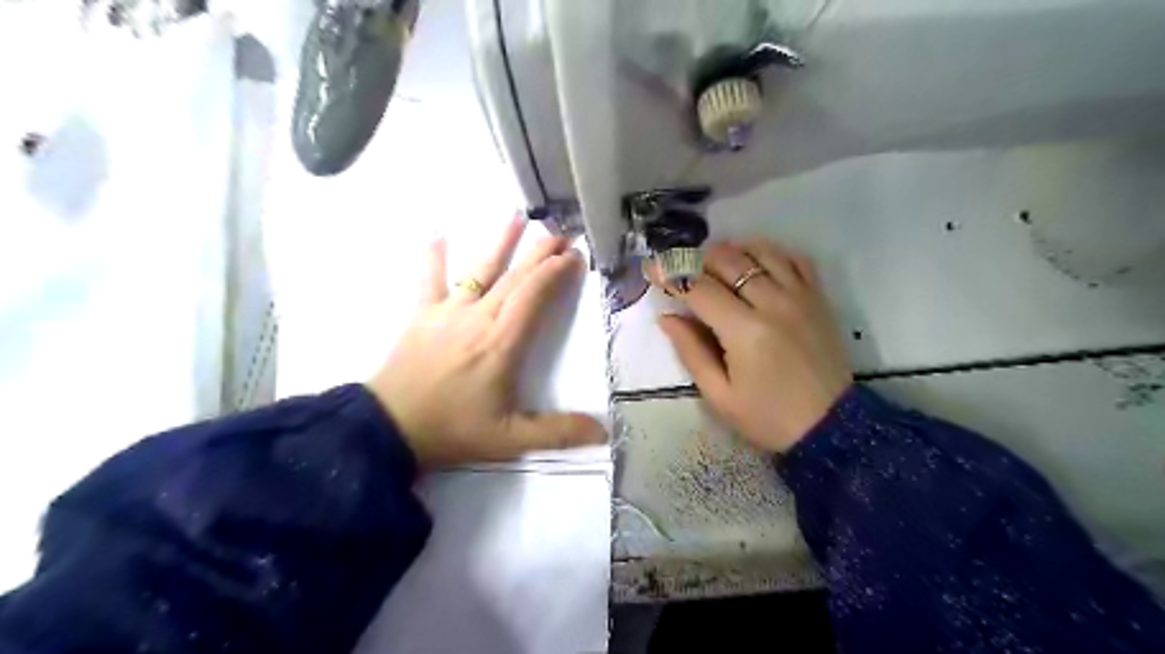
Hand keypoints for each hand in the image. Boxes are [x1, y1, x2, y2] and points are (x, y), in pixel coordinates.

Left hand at [367, 217, 604, 466]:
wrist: (388, 429)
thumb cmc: (453, 431)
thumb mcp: (509, 439)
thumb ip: (557, 432)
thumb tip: (603, 433)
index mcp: (502, 342)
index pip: (534, 296)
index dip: (555, 273)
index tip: (574, 257)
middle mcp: (478, 317)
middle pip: (514, 277)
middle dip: (540, 253)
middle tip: (561, 233)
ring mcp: (447, 312)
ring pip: (479, 269)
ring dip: (500, 243)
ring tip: (516, 217)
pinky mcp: (421, 315)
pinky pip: (428, 280)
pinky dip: (433, 257)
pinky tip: (436, 233)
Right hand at [653, 240, 853, 454]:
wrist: (830, 426)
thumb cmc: (767, 417)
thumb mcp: (719, 395)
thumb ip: (690, 351)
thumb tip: (667, 317)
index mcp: (745, 331)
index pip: (699, 288)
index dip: (670, 275)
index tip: (652, 269)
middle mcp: (773, 303)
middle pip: (728, 260)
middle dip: (697, 259)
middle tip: (681, 270)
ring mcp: (800, 297)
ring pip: (761, 251)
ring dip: (731, 250)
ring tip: (714, 264)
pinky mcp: (818, 298)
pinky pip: (794, 259)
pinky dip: (770, 253)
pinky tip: (755, 263)